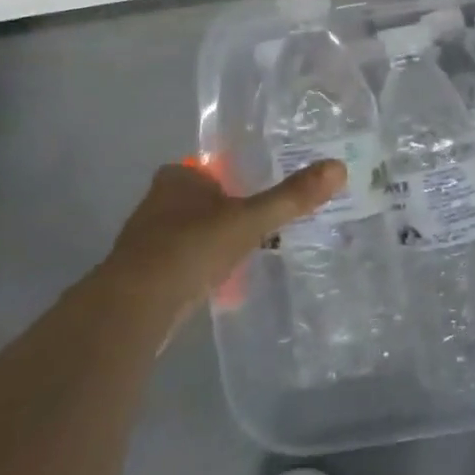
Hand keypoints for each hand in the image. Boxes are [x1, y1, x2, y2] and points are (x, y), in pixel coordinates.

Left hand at [104, 159, 342, 322]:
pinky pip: (182, 265)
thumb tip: (338, 167)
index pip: (211, 169)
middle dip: (226, 214)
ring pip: (191, 234)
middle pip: (201, 202)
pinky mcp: (143, 276)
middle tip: (261, 226)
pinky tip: (220, 285)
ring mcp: (146, 241)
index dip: (233, 180)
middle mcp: (158, 202)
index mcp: (178, 179)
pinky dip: (200, 271)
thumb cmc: (191, 248)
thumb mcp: (250, 220)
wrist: (135, 307)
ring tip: (247, 256)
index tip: (257, 194)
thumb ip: (291, 197)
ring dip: (213, 244)